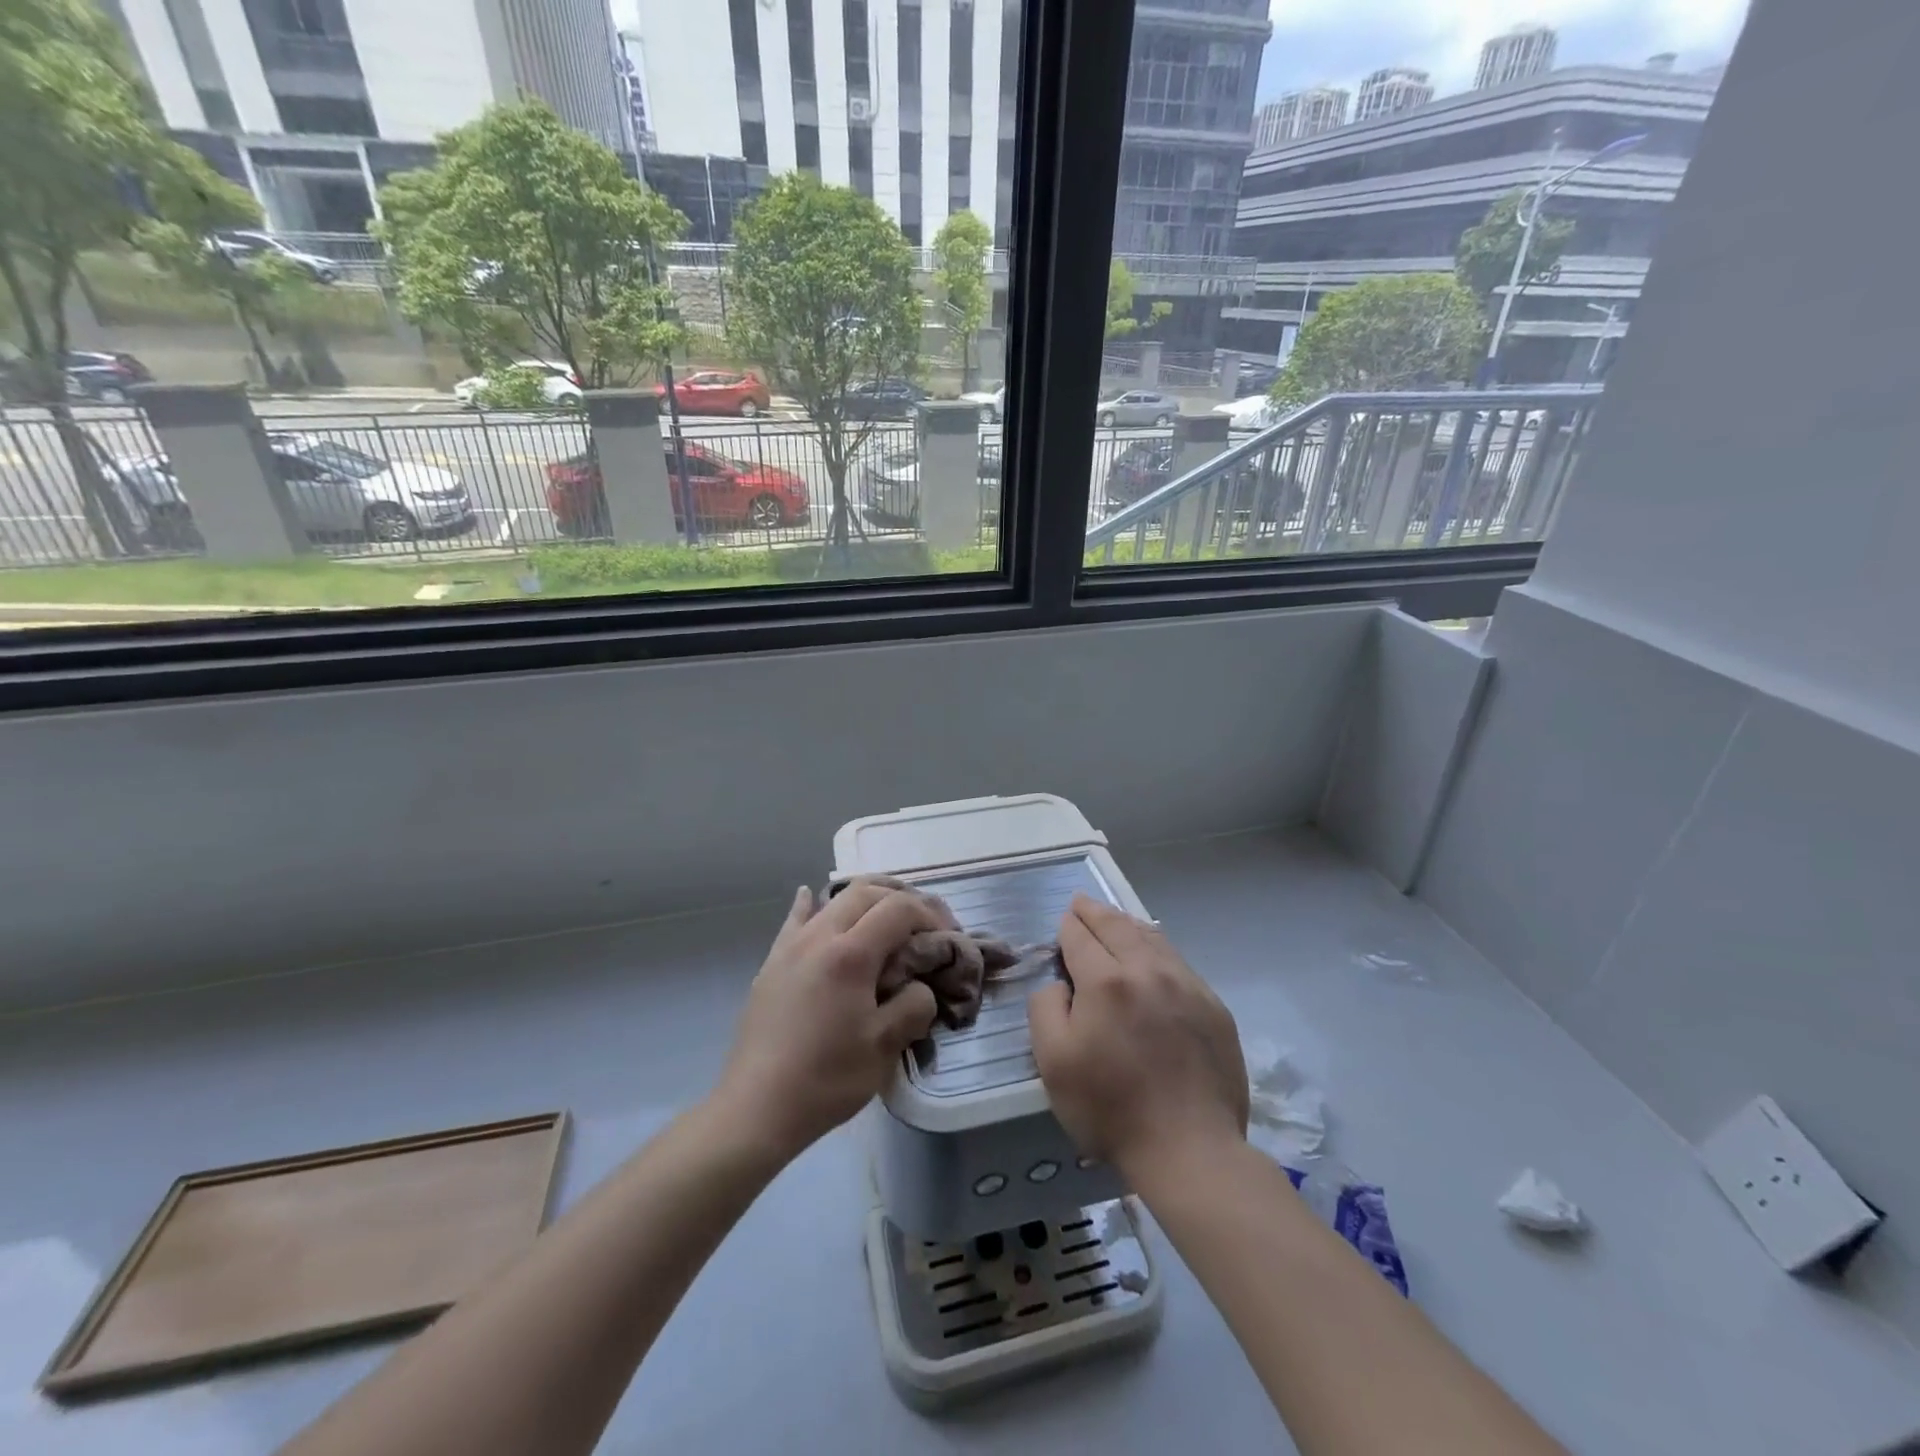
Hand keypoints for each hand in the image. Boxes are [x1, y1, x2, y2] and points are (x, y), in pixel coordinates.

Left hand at [712, 880, 948, 1161]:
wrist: (757, 1108)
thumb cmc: (826, 1079)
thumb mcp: (885, 1048)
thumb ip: (914, 1005)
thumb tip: (920, 986)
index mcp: (850, 954)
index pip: (899, 909)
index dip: (929, 915)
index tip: (946, 937)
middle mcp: (819, 936)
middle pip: (867, 892)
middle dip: (902, 899)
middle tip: (924, 925)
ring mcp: (791, 946)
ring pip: (833, 900)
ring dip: (866, 899)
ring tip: (885, 916)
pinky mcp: (772, 962)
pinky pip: (795, 919)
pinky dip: (813, 905)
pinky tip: (812, 897)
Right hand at [1029, 895, 1247, 1175]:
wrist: (1190, 1149)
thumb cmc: (1111, 1108)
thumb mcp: (1053, 1062)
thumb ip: (1045, 1007)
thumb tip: (1060, 983)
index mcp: (1106, 981)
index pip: (1080, 937)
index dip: (1068, 925)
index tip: (1063, 920)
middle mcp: (1147, 971)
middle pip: (1117, 927)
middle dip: (1095, 912)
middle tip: (1082, 903)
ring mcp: (1186, 986)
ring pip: (1152, 938)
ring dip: (1128, 924)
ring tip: (1115, 920)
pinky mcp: (1213, 1007)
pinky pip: (1179, 962)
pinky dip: (1158, 948)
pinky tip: (1153, 954)